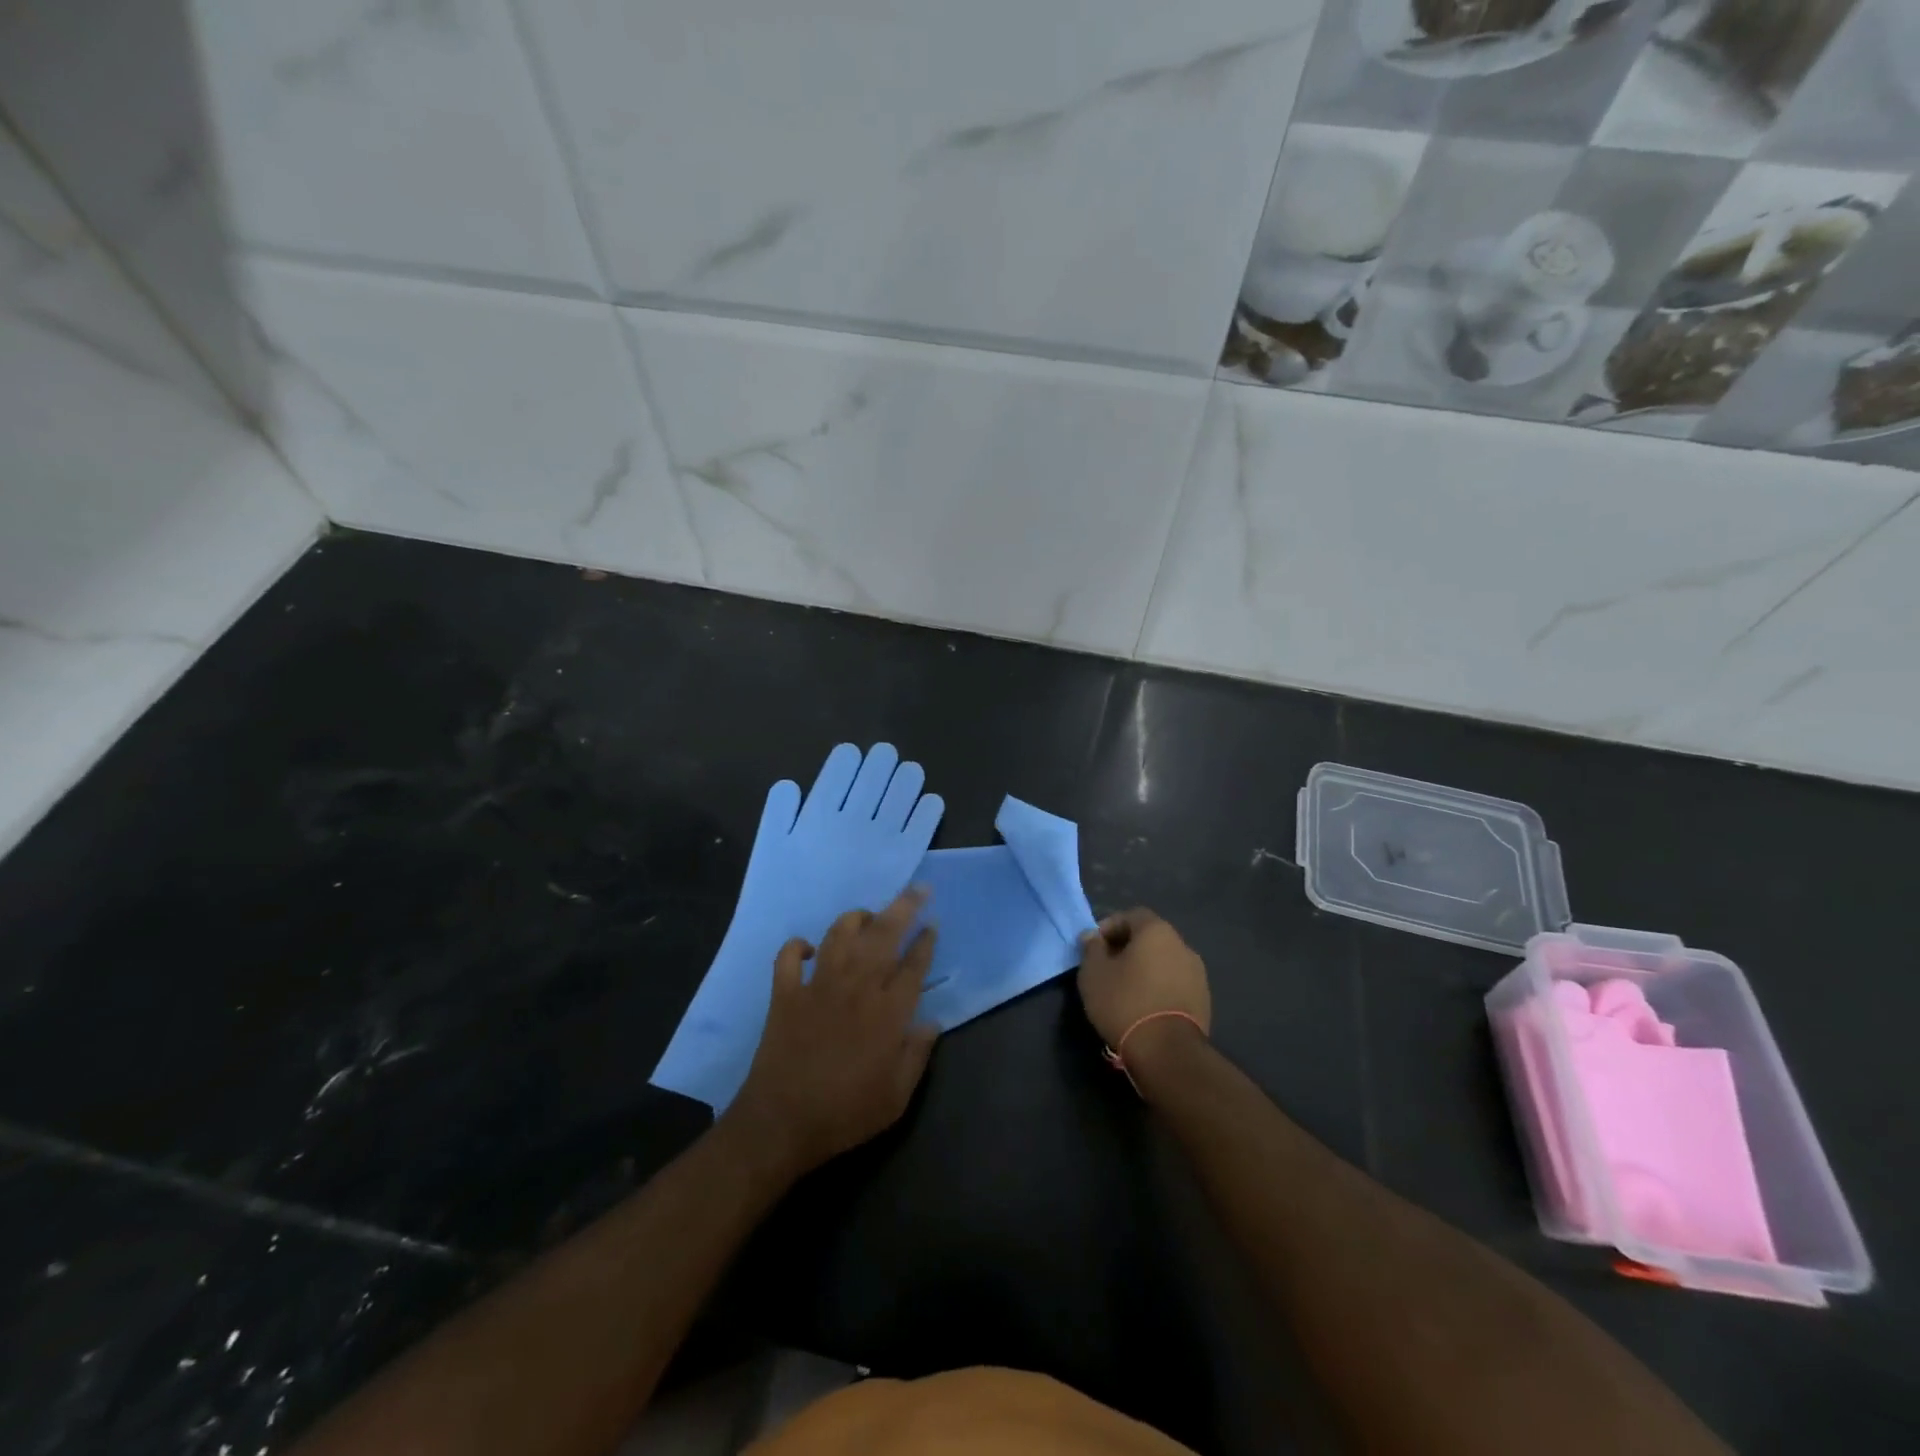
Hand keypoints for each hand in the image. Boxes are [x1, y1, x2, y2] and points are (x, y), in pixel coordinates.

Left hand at [725, 888, 938, 1177]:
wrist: (781, 1124)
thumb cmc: (845, 1114)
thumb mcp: (896, 1097)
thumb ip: (918, 1055)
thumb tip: (932, 1021)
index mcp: (887, 1012)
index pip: (913, 965)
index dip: (926, 941)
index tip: (933, 923)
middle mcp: (855, 988)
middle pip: (883, 935)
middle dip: (903, 907)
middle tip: (917, 889)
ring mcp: (817, 986)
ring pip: (838, 934)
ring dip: (855, 919)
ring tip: (868, 917)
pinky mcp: (785, 994)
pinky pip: (789, 956)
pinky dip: (798, 946)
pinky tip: (809, 948)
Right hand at [1077, 908, 1210, 1075]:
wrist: (1167, 1051)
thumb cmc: (1125, 1002)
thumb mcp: (1094, 973)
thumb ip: (1092, 949)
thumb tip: (1093, 937)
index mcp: (1157, 931)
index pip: (1132, 915)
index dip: (1110, 927)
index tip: (1094, 947)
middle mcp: (1182, 945)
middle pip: (1150, 938)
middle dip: (1127, 948)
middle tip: (1107, 968)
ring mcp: (1197, 974)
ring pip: (1164, 961)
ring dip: (1145, 969)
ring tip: (1125, 990)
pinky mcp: (1204, 1000)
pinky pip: (1175, 983)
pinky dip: (1159, 987)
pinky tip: (1144, 1006)